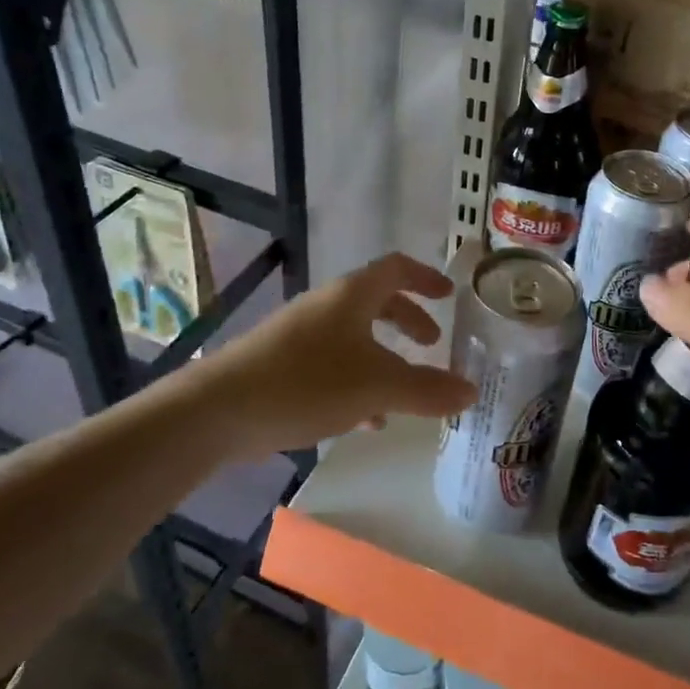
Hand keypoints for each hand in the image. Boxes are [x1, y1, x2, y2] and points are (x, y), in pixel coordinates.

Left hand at [196, 252, 474, 456]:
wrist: (219, 411)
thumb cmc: (307, 382)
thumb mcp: (378, 385)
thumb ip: (427, 389)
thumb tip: (470, 390)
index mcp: (352, 295)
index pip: (396, 268)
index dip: (426, 277)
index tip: (449, 295)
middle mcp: (327, 306)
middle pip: (377, 302)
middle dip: (408, 320)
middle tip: (432, 344)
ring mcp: (301, 335)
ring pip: (355, 337)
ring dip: (385, 357)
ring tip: (405, 393)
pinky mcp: (282, 366)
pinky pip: (333, 366)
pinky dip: (358, 383)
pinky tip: (365, 421)